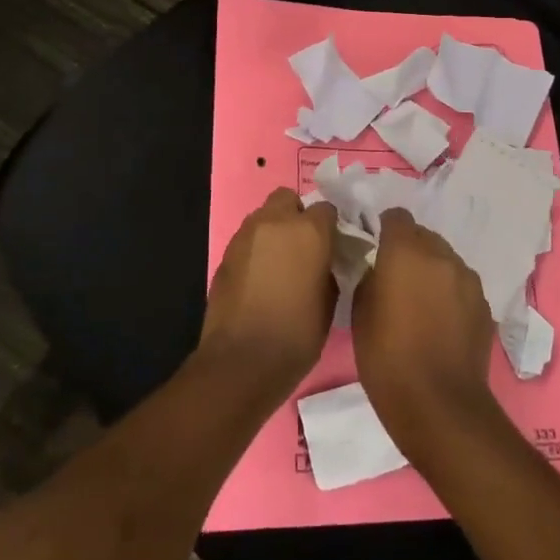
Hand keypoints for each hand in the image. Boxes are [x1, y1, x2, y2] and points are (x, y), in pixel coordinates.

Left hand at [199, 188, 338, 395]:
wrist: (242, 360)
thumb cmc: (297, 334)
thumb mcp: (330, 301)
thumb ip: (330, 268)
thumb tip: (325, 261)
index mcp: (309, 231)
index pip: (326, 209)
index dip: (331, 226)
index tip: (333, 246)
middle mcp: (275, 223)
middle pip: (288, 199)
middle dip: (297, 215)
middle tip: (305, 246)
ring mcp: (246, 236)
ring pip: (264, 216)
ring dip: (274, 230)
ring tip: (281, 262)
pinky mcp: (226, 254)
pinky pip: (247, 239)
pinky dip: (256, 249)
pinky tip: (261, 277)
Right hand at [352, 209, 499, 464]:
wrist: (439, 405)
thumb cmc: (387, 358)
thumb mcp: (360, 312)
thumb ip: (369, 277)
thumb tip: (377, 268)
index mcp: (406, 251)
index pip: (396, 217)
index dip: (384, 228)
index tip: (374, 247)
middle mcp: (442, 256)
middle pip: (424, 236)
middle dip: (409, 249)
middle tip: (394, 278)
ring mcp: (468, 280)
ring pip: (445, 260)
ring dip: (431, 270)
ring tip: (419, 302)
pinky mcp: (484, 305)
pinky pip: (461, 285)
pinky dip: (449, 293)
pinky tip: (439, 322)